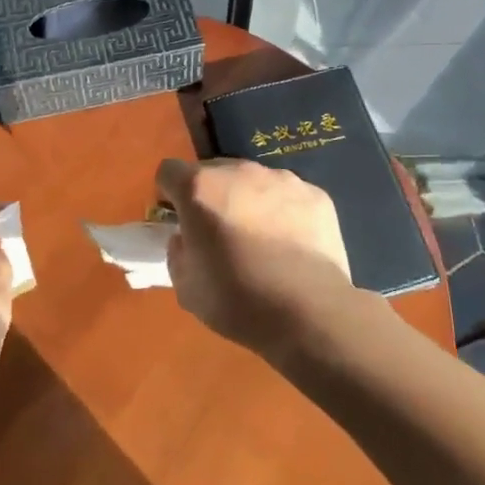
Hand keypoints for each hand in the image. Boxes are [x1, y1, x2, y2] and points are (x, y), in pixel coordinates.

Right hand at [155, 158, 356, 361]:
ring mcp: (281, 178)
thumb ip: (178, 251)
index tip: (178, 219)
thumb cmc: (238, 301)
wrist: (309, 313)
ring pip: (253, 181)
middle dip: (210, 196)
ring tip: (261, 241)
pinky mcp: (314, 193)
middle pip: (213, 172)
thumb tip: (187, 238)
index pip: (169, 171)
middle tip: (220, 234)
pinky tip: (292, 246)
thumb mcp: (186, 286)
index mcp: (200, 189)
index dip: (169, 194)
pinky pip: (288, 195)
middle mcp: (239, 171)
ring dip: (248, 201)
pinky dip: (284, 212)